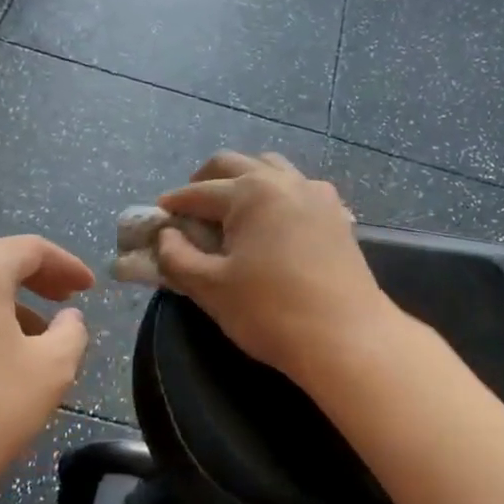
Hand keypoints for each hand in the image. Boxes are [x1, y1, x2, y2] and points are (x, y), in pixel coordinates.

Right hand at [156, 151, 396, 381]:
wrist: (347, 337)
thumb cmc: (271, 312)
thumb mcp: (211, 288)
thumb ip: (177, 257)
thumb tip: (167, 235)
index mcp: (250, 192)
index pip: (198, 192)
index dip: (173, 205)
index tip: (156, 219)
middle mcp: (284, 181)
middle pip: (234, 165)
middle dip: (205, 182)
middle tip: (189, 211)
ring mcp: (316, 194)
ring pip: (271, 169)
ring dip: (243, 181)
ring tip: (230, 212)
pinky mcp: (337, 215)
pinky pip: (299, 189)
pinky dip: (277, 195)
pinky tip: (273, 223)